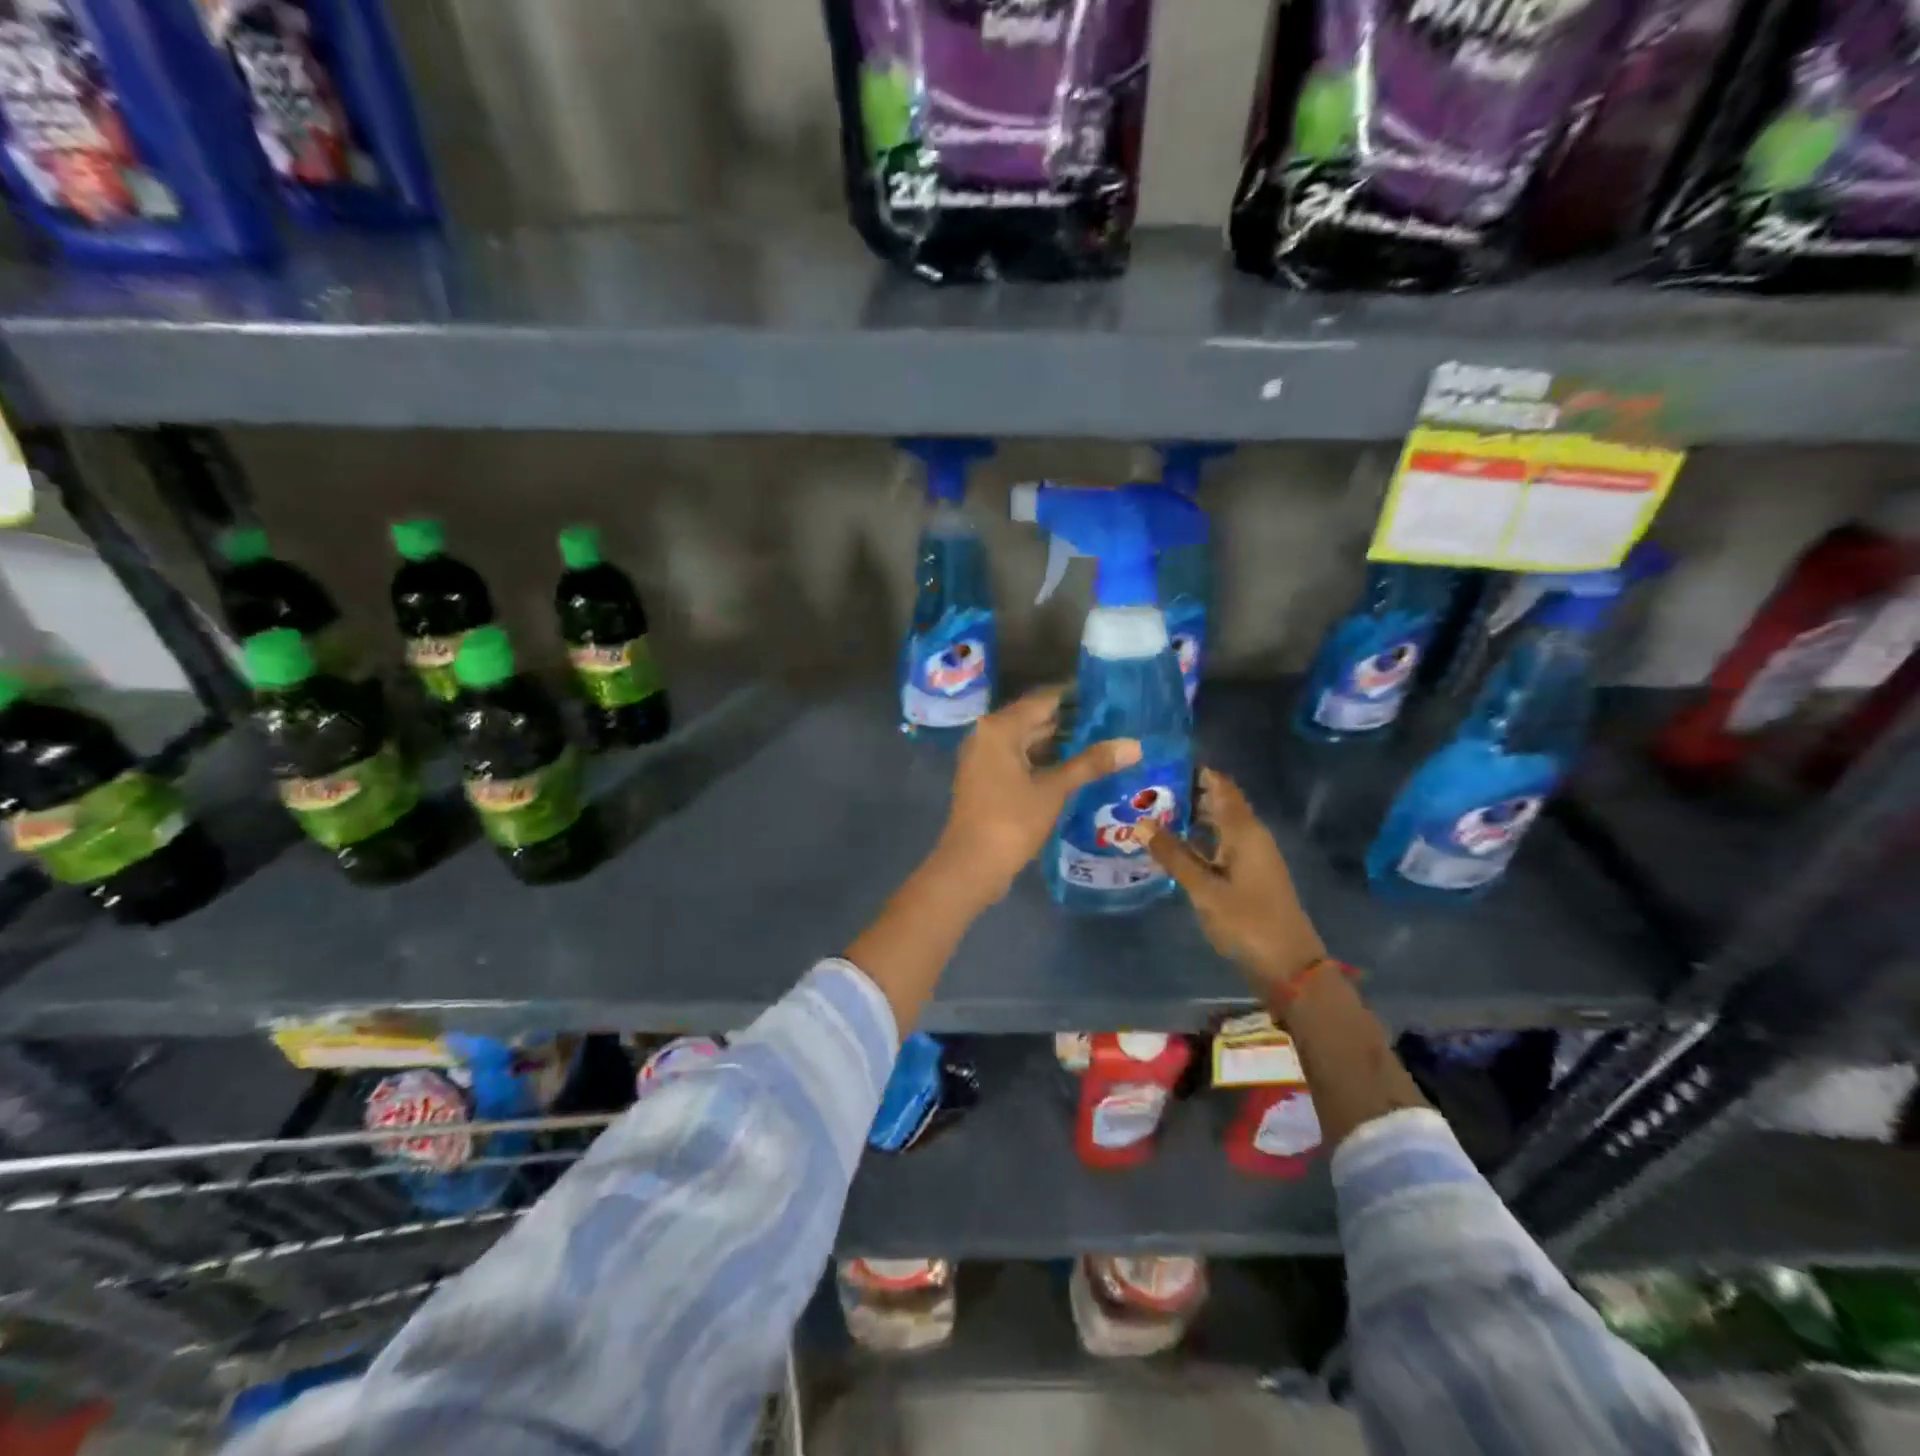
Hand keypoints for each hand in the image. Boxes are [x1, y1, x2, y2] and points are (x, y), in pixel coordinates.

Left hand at [933, 686, 1140, 905]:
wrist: (971, 865)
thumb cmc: (1011, 821)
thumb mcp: (1053, 790)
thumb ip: (1091, 764)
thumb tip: (1134, 745)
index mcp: (999, 728)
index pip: (1042, 700)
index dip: (1074, 698)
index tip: (1107, 695)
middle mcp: (986, 735)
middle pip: (1032, 718)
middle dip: (1069, 721)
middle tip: (1110, 719)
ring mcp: (982, 758)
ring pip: (1025, 741)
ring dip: (1057, 742)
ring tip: (1099, 740)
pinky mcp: (985, 780)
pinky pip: (1017, 759)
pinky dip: (1042, 760)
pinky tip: (1071, 767)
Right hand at [1136, 768, 1326, 994]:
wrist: (1289, 967)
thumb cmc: (1247, 922)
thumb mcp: (1204, 889)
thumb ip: (1173, 855)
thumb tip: (1141, 823)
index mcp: (1244, 830)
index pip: (1220, 785)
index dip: (1195, 771)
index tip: (1160, 762)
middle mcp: (1250, 836)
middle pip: (1218, 803)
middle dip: (1186, 793)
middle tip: (1144, 790)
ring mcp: (1251, 856)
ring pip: (1218, 825)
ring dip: (1190, 817)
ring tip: (1150, 813)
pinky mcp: (1248, 875)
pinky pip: (1219, 844)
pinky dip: (1197, 840)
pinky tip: (1171, 846)